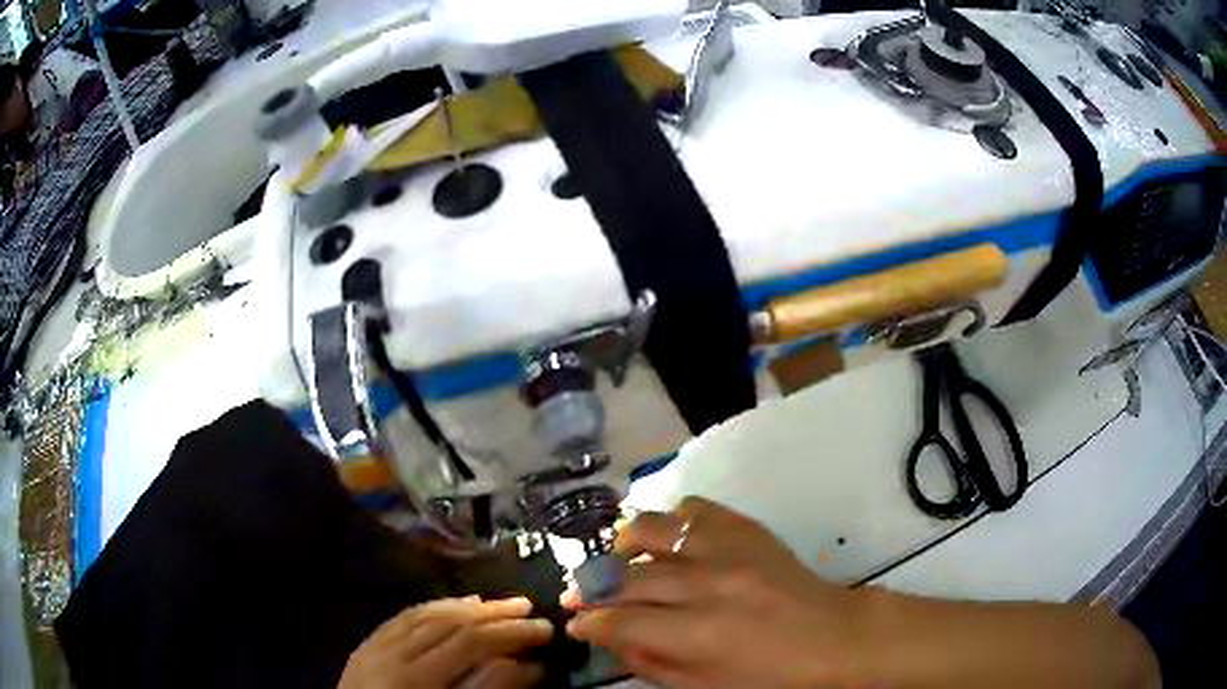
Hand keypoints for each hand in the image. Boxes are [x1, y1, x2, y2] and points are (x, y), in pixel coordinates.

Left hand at [339, 596, 552, 688]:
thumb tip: (525, 665)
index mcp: (414, 678)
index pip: (469, 641)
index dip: (509, 632)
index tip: (544, 630)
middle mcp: (391, 653)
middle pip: (448, 622)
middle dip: (492, 614)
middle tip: (528, 607)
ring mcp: (374, 647)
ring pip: (424, 614)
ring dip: (464, 606)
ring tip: (496, 604)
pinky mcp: (365, 647)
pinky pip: (401, 618)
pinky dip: (431, 609)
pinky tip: (450, 607)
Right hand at [565, 497, 863, 688]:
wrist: (835, 639)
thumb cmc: (772, 679)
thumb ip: (651, 664)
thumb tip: (610, 640)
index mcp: (697, 633)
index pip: (619, 621)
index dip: (589, 623)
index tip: (575, 623)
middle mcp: (706, 584)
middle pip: (629, 578)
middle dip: (594, 589)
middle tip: (582, 596)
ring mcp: (728, 550)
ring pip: (653, 530)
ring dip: (624, 545)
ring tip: (617, 559)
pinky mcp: (748, 530)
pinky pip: (695, 509)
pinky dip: (672, 520)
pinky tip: (668, 539)